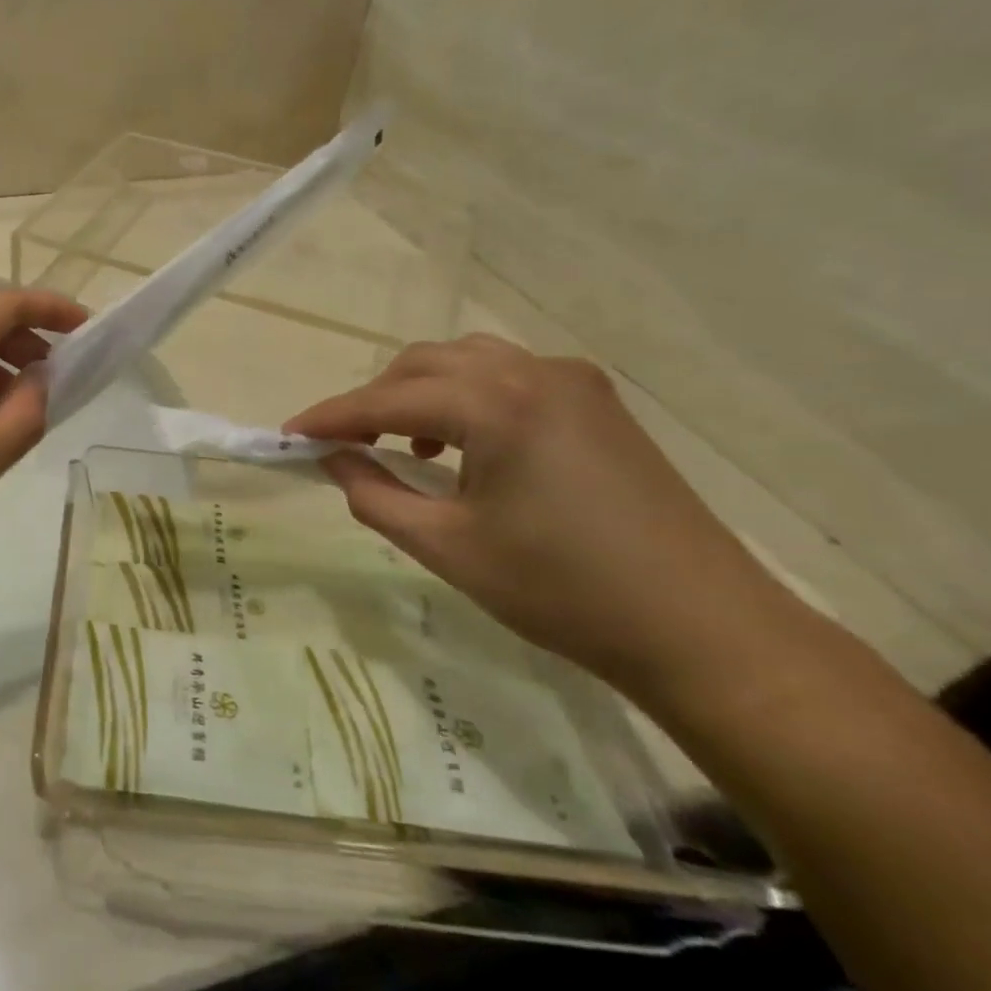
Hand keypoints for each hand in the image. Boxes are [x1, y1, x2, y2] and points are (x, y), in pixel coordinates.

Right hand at [284, 335, 793, 699]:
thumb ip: (374, 495)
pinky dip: (467, 397)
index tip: (289, 434)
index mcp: (496, 404)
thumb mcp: (446, 547)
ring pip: (468, 362)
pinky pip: (509, 377)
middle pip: (426, 363)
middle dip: (375, 399)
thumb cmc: (562, 590)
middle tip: (344, 444)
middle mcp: (534, 373)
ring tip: (405, 444)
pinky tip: (465, 444)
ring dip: (421, 392)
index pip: (388, 398)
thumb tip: (334, 460)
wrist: (701, 628)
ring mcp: (574, 382)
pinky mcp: (598, 403)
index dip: (332, 416)